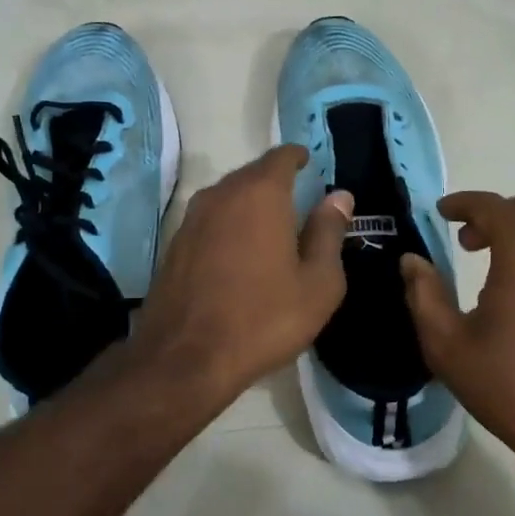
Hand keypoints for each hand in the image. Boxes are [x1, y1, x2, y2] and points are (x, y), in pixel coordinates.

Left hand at [130, 145, 353, 406]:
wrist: (185, 359)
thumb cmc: (264, 318)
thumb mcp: (318, 283)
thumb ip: (329, 233)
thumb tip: (339, 196)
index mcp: (260, 194)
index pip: (281, 156)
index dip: (298, 157)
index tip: (311, 164)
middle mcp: (221, 194)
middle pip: (252, 174)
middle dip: (275, 181)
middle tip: (298, 200)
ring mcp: (192, 218)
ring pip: (228, 196)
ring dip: (250, 204)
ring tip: (271, 227)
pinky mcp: (175, 244)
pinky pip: (210, 220)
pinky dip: (229, 225)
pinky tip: (239, 252)